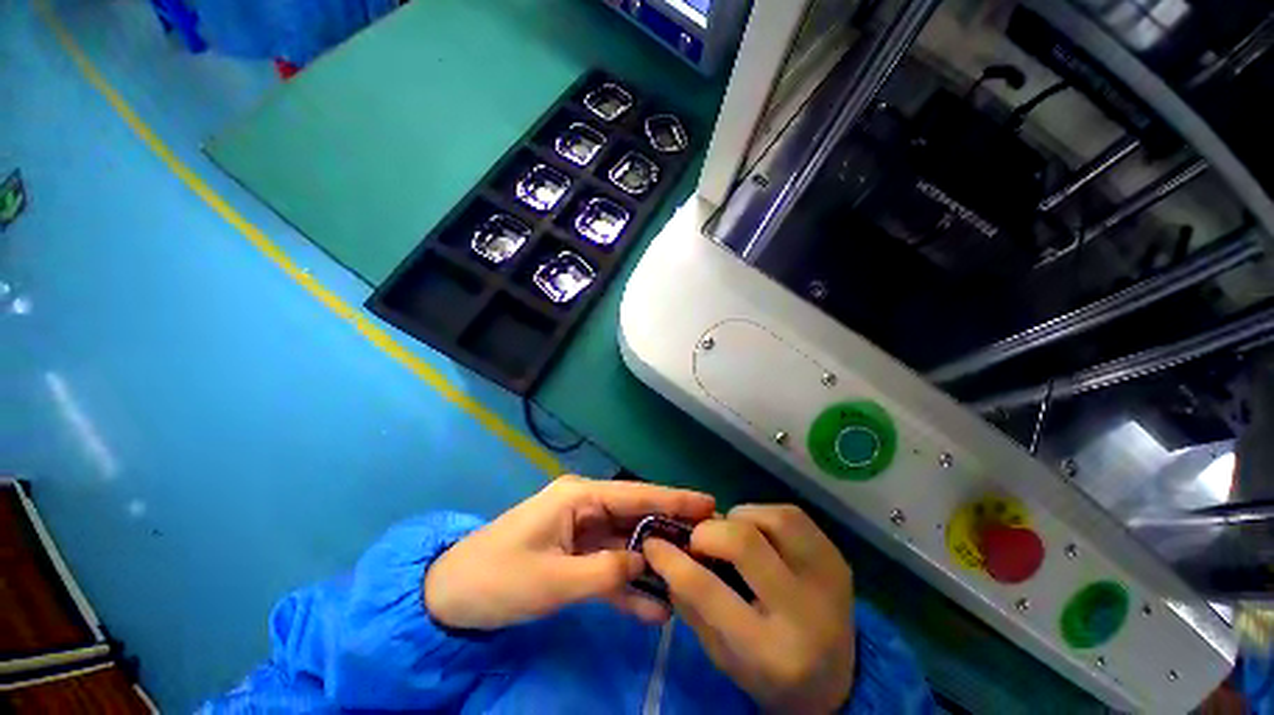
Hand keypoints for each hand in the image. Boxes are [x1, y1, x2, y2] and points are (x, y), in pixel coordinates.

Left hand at [424, 476, 714, 629]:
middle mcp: (585, 506)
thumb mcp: (552, 580)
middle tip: (710, 541)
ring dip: (653, 562)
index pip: (635, 495)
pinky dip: (629, 584)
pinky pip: (610, 566)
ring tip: (692, 576)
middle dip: (670, 530)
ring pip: (627, 544)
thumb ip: (605, 572)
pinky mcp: (577, 555)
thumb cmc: (497, 578)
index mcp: (579, 497)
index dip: (673, 499)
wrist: (450, 597)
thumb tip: (646, 564)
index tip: (708, 502)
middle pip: (636, 516)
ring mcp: (582, 532)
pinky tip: (655, 608)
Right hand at [644, 504, 854, 713]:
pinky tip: (757, 533)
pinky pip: (790, 514)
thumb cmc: (768, 673)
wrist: (837, 680)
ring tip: (732, 536)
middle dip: (707, 533)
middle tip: (698, 541)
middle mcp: (805, 610)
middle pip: (744, 542)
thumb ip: (690, 604)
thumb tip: (663, 553)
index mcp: (770, 651)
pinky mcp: (837, 556)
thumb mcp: (721, 655)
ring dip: (739, 519)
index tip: (653, 543)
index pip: (707, 590)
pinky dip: (762, 515)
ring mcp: (828, 578)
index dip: (672, 560)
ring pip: (770, 518)